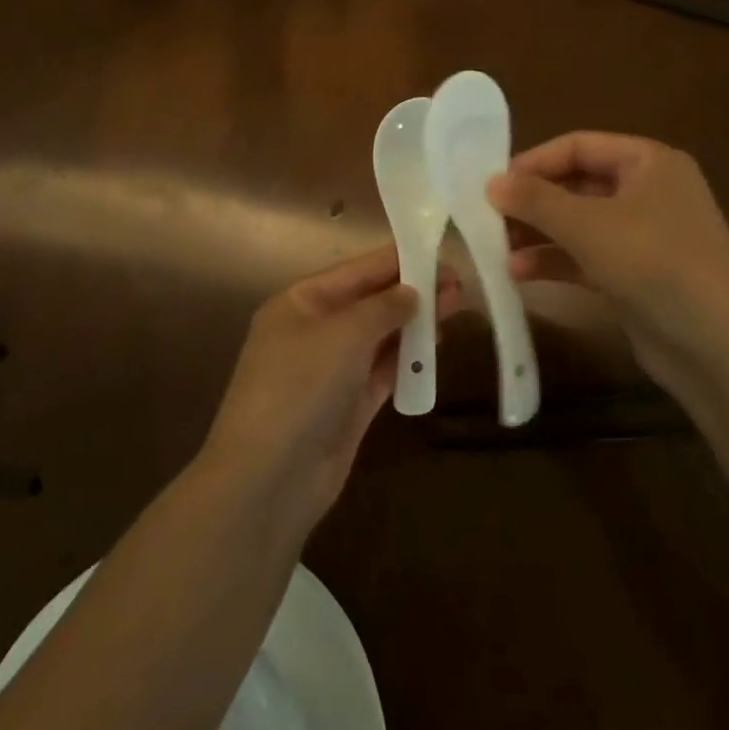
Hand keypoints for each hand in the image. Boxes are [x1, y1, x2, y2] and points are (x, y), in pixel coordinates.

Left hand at [202, 247, 459, 531]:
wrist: (270, 477)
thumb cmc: (301, 386)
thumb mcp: (344, 333)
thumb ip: (383, 307)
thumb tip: (412, 292)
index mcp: (300, 302)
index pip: (356, 271)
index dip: (397, 261)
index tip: (438, 252)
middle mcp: (313, 331)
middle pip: (369, 303)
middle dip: (411, 292)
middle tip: (458, 284)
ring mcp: (330, 371)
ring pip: (379, 337)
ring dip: (414, 324)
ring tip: (456, 307)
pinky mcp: (348, 406)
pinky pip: (383, 372)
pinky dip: (407, 359)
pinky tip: (437, 346)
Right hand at [486, 132, 728, 389]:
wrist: (718, 348)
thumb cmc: (654, 263)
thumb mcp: (588, 225)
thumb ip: (536, 200)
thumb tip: (491, 182)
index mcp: (649, 162)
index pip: (579, 146)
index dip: (534, 162)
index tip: (494, 184)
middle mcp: (649, 191)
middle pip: (577, 185)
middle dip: (533, 202)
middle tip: (489, 217)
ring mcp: (645, 236)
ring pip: (579, 223)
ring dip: (539, 234)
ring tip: (497, 248)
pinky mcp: (638, 274)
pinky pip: (588, 256)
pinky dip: (556, 261)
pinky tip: (519, 274)